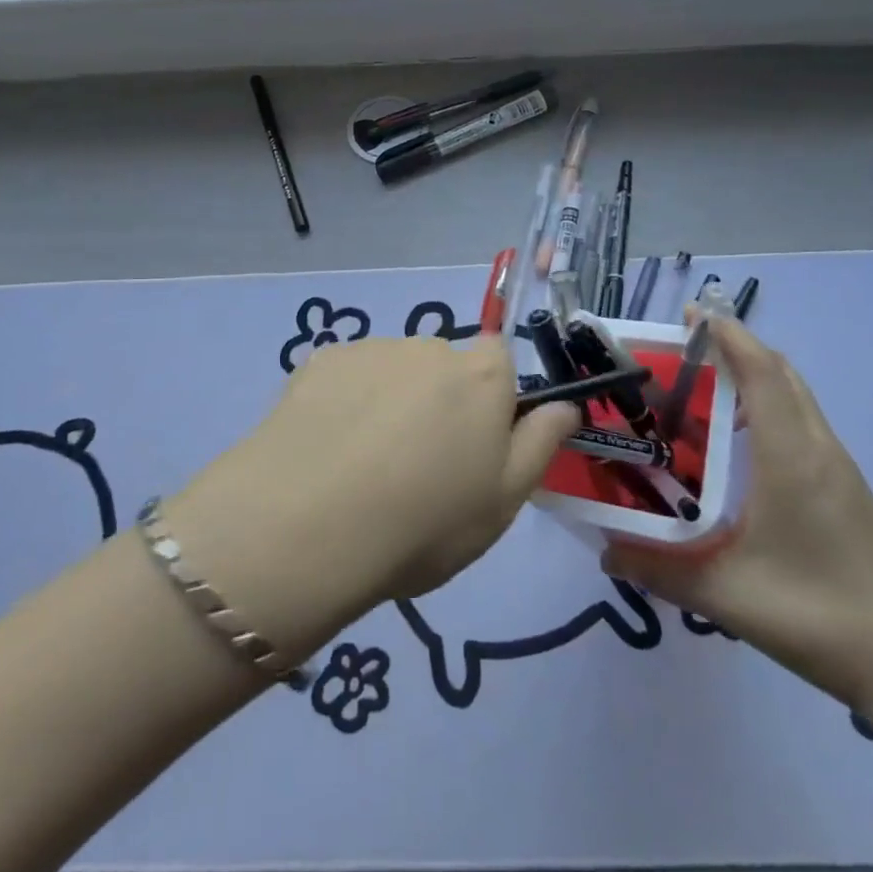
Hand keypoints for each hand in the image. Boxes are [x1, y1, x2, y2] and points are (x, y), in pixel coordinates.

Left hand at [168, 336, 579, 661]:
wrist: (308, 524)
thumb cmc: (424, 522)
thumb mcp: (503, 502)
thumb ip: (540, 445)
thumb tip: (564, 405)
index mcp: (481, 376)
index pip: (501, 359)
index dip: (492, 399)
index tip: (475, 446)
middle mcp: (427, 347)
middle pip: (444, 367)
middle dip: (438, 403)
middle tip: (416, 467)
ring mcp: (369, 349)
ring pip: (393, 372)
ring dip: (389, 402)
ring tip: (362, 466)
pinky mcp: (318, 360)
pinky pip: (347, 377)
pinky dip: (344, 403)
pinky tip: (326, 451)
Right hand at [603, 311, 872, 720]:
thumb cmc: (819, 617)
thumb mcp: (727, 596)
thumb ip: (659, 570)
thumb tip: (603, 551)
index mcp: (791, 458)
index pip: (762, 373)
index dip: (729, 336)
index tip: (693, 314)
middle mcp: (818, 450)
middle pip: (781, 374)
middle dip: (736, 347)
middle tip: (685, 348)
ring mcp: (840, 470)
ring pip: (796, 397)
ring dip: (755, 376)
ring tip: (702, 387)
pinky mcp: (849, 490)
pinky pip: (804, 423)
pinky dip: (770, 406)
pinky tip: (739, 442)